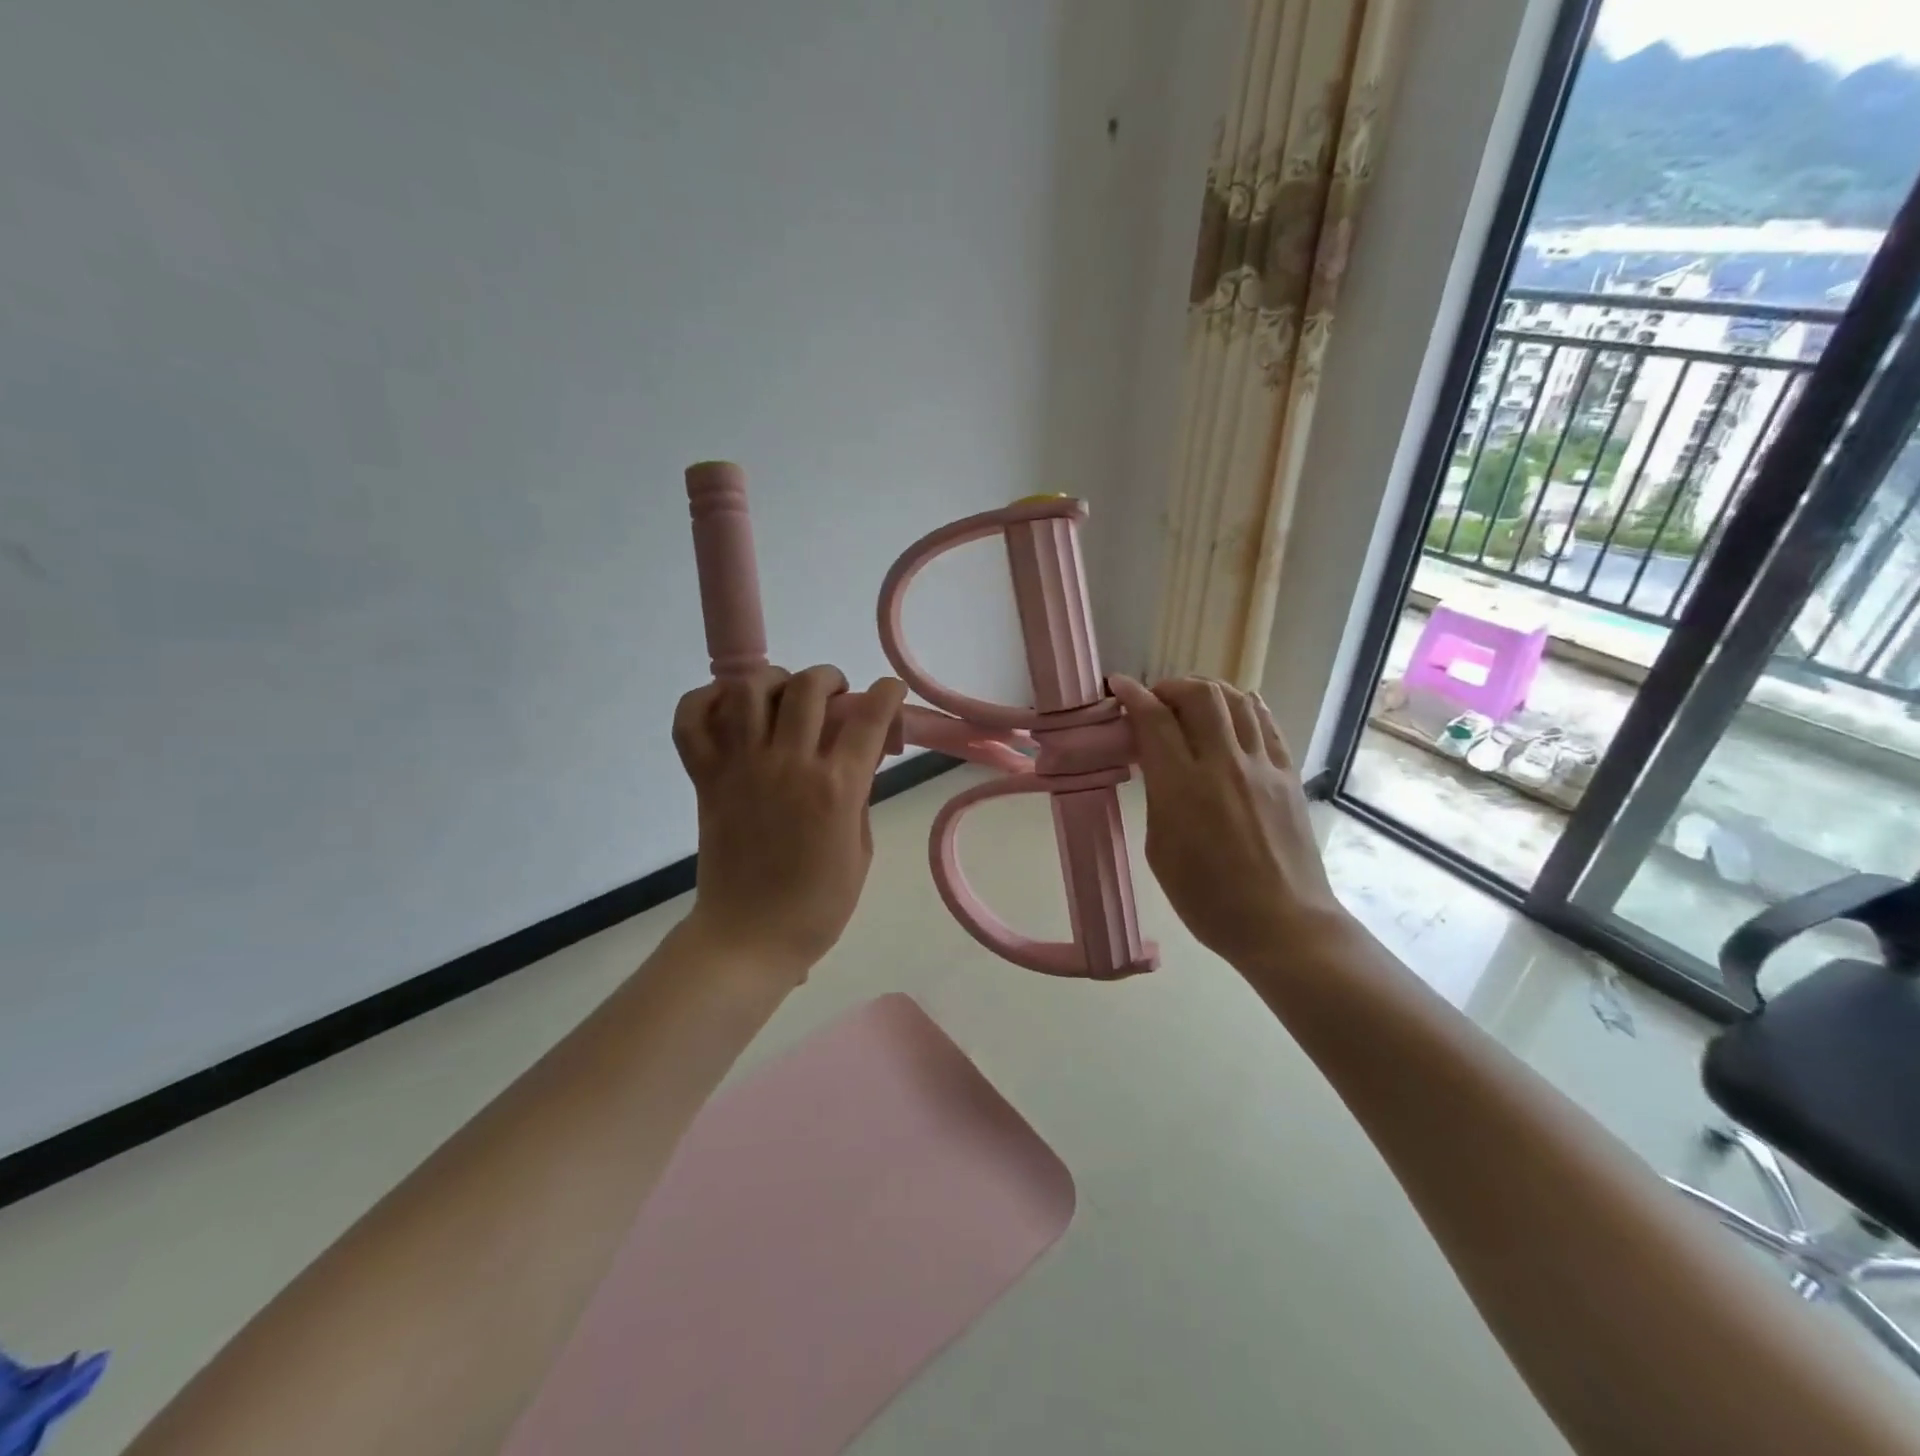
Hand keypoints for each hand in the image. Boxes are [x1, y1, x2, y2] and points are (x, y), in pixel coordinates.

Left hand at [672, 665, 907, 978]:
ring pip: (749, 690)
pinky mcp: (706, 778)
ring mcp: (741, 768)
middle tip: (836, 697)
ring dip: (774, 680)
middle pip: (808, 689)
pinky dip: (704, 701)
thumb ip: (859, 794)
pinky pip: (691, 721)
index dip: (887, 694)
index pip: (869, 718)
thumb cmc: (817, 904)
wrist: (749, 936)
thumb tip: (857, 755)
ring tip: (784, 696)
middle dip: (830, 678)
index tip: (890, 691)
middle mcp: (788, 766)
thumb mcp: (861, 849)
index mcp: (836, 789)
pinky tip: (728, 707)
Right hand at [1109, 675, 1349, 967]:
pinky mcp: (1288, 775)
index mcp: (1182, 787)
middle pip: (1199, 695)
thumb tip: (1157, 764)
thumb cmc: (1207, 900)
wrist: (1282, 924)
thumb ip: (1157, 797)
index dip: (1133, 694)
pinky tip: (1236, 708)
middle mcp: (1223, 764)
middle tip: (1157, 699)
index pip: (1154, 719)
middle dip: (1171, 686)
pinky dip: (1246, 706)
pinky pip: (1267, 723)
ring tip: (1193, 701)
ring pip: (1237, 700)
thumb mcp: (1160, 849)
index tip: (1118, 685)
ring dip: (1208, 691)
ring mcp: (1262, 767)